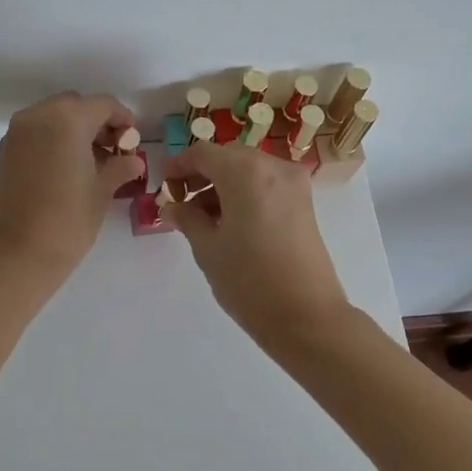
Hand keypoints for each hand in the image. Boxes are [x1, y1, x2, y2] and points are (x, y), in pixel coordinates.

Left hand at [0, 92, 143, 280]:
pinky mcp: (4, 151)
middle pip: (75, 105)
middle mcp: (38, 116)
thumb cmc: (68, 220)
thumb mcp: (101, 192)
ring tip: (90, 162)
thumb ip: (119, 168)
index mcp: (68, 119)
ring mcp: (16, 133)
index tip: (132, 141)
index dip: (123, 119)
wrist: (16, 255)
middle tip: (112, 151)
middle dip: (96, 122)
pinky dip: (52, 140)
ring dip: (73, 130)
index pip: (103, 104)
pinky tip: (65, 169)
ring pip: (52, 117)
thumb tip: (133, 161)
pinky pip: (34, 133)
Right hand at [161, 140, 351, 344]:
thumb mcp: (208, 249)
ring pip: (249, 170)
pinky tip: (230, 222)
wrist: (307, 317)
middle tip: (181, 202)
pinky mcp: (305, 202)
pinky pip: (267, 184)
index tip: (164, 186)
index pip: (203, 153)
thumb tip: (172, 206)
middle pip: (228, 157)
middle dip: (202, 174)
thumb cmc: (249, 281)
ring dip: (223, 184)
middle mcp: (273, 167)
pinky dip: (245, 193)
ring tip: (203, 218)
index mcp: (245, 172)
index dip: (179, 166)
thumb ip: (187, 219)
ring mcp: (294, 183)